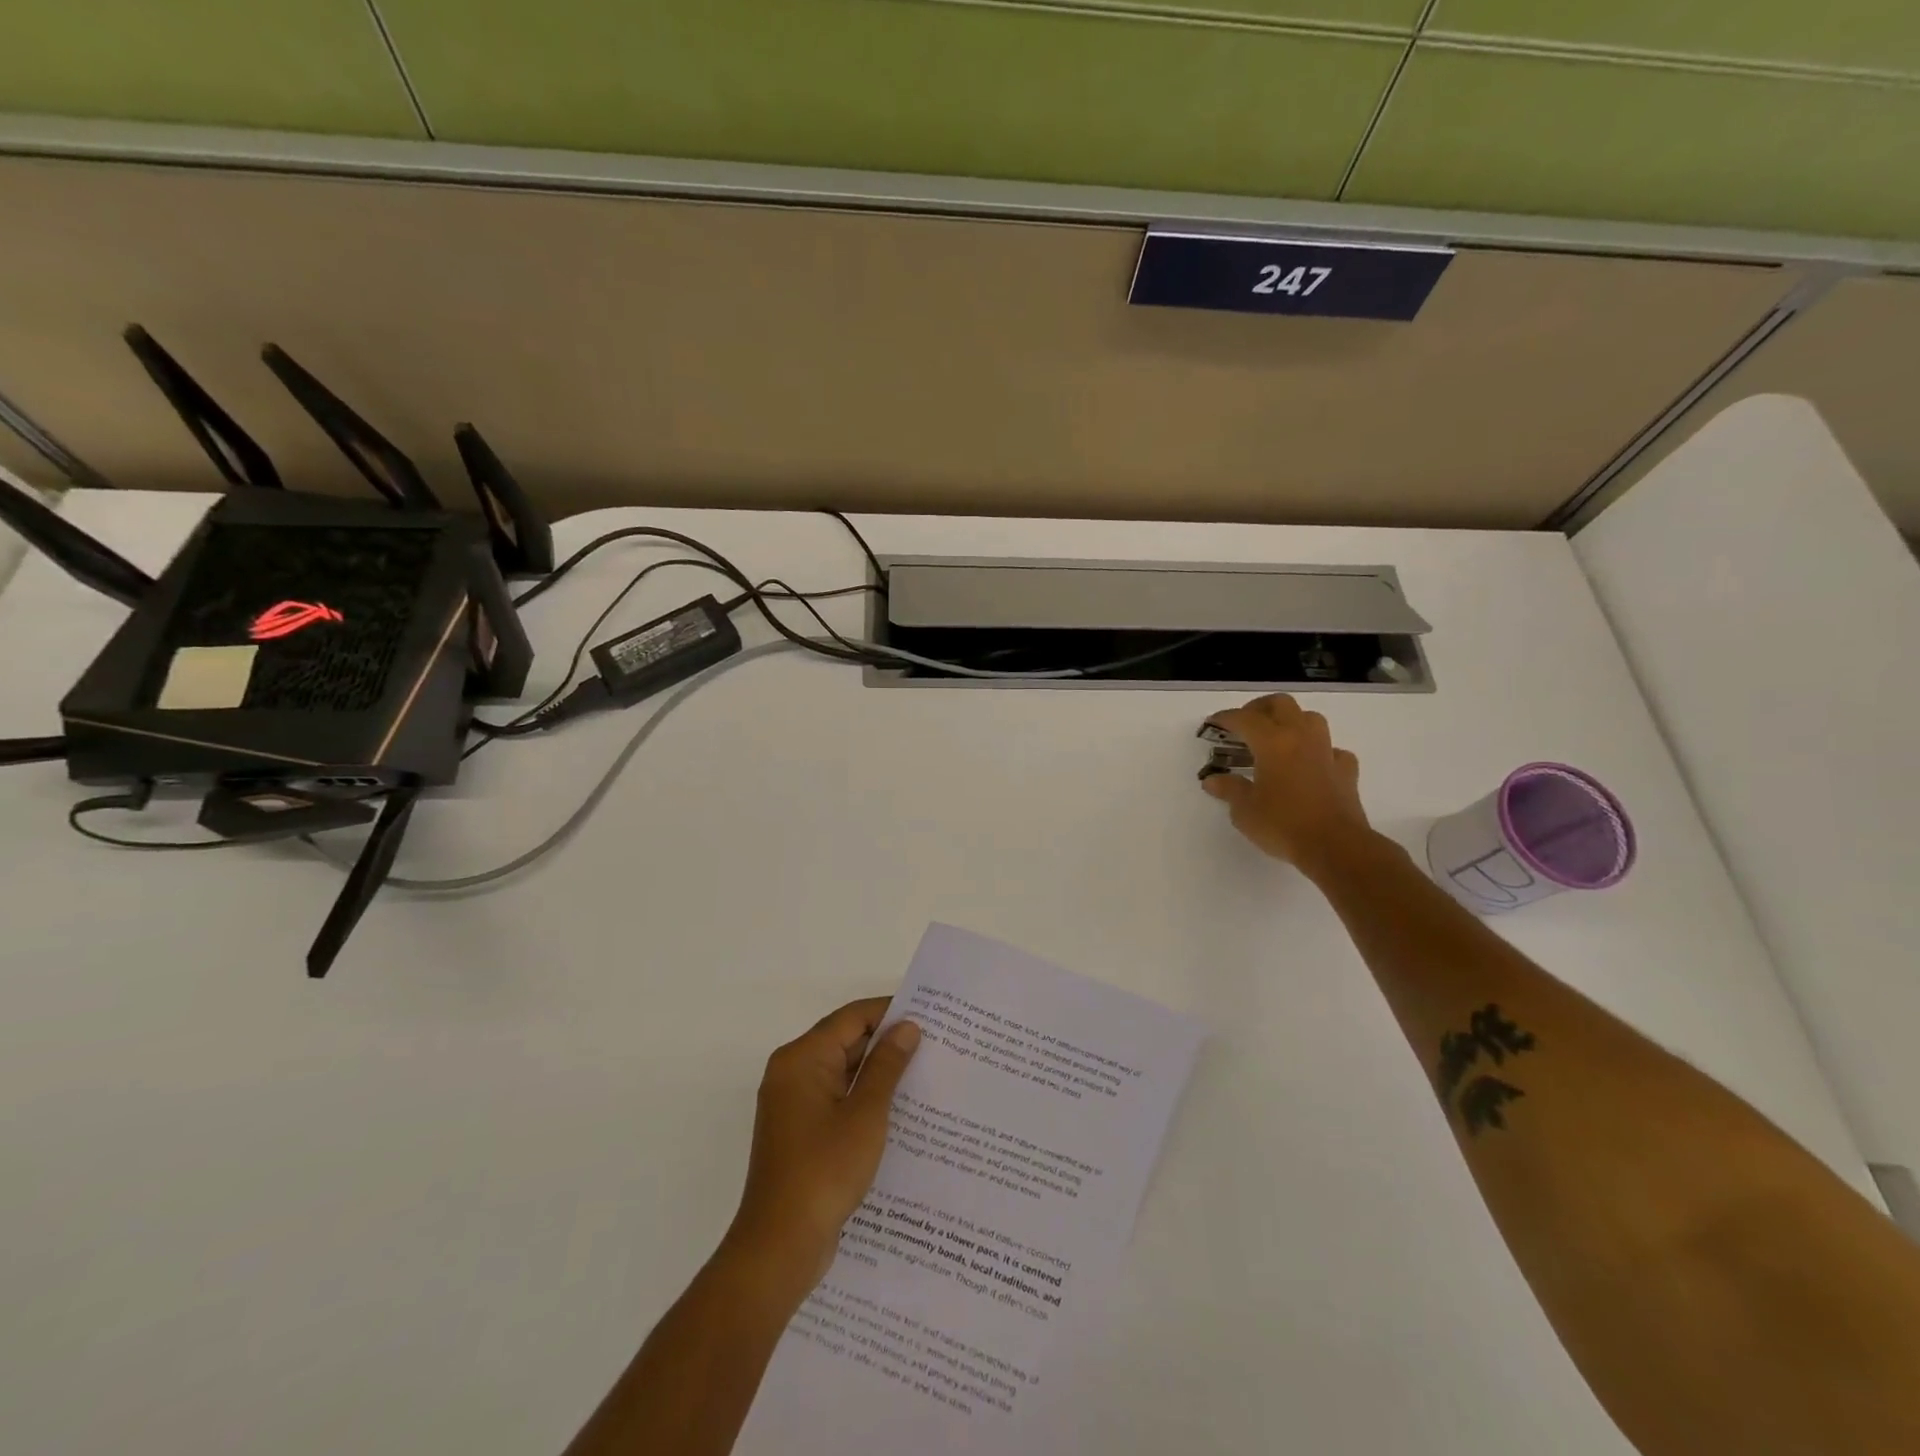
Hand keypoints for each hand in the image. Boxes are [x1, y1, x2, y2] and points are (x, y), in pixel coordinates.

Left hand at [722, 998, 921, 1297]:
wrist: (779, 1247)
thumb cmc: (824, 1172)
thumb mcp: (866, 1115)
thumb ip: (887, 1066)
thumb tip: (907, 1027)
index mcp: (802, 1058)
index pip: (852, 1017)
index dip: (890, 1012)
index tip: (929, 1015)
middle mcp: (792, 1071)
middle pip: (845, 1040)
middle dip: (887, 1042)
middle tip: (935, 1044)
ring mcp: (793, 1103)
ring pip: (842, 1070)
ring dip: (878, 1071)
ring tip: (925, 1072)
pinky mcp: (800, 1130)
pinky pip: (836, 1097)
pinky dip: (864, 1096)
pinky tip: (899, 1109)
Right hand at [1200, 693, 1373, 875]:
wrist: (1335, 846)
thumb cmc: (1283, 825)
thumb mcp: (1245, 810)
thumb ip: (1229, 789)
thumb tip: (1212, 780)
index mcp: (1272, 743)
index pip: (1244, 718)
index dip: (1225, 718)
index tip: (1212, 724)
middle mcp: (1301, 738)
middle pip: (1281, 704)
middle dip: (1259, 708)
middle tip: (1244, 724)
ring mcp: (1326, 752)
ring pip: (1310, 718)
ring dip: (1291, 721)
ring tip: (1277, 738)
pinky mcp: (1345, 770)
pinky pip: (1331, 749)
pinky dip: (1318, 750)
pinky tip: (1310, 764)